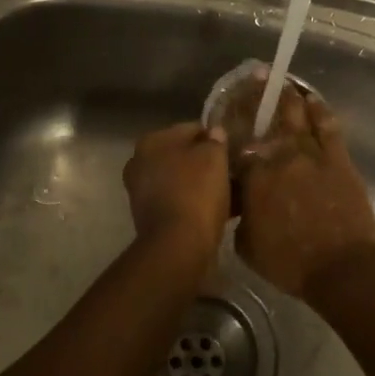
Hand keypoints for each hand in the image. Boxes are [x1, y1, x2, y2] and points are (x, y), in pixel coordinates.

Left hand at [122, 123, 230, 266]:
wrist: (178, 246)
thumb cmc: (196, 192)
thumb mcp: (214, 157)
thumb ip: (215, 140)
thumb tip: (214, 132)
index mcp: (152, 141)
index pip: (191, 129)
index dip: (215, 137)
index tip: (234, 149)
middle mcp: (140, 163)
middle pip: (184, 156)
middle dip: (207, 162)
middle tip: (234, 171)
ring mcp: (142, 192)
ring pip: (183, 180)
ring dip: (204, 184)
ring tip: (233, 192)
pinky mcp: (150, 217)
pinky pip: (180, 201)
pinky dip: (197, 203)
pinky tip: (222, 210)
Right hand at [232, 84, 374, 299]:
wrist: (341, 268)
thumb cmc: (290, 264)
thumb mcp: (247, 246)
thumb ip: (240, 218)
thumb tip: (240, 204)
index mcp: (254, 178)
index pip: (238, 147)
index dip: (232, 131)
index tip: (228, 120)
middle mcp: (279, 157)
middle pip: (264, 122)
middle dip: (255, 100)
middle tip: (251, 82)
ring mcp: (310, 154)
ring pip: (295, 116)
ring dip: (286, 97)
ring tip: (279, 82)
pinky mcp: (337, 157)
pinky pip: (327, 125)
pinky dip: (318, 109)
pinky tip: (311, 98)